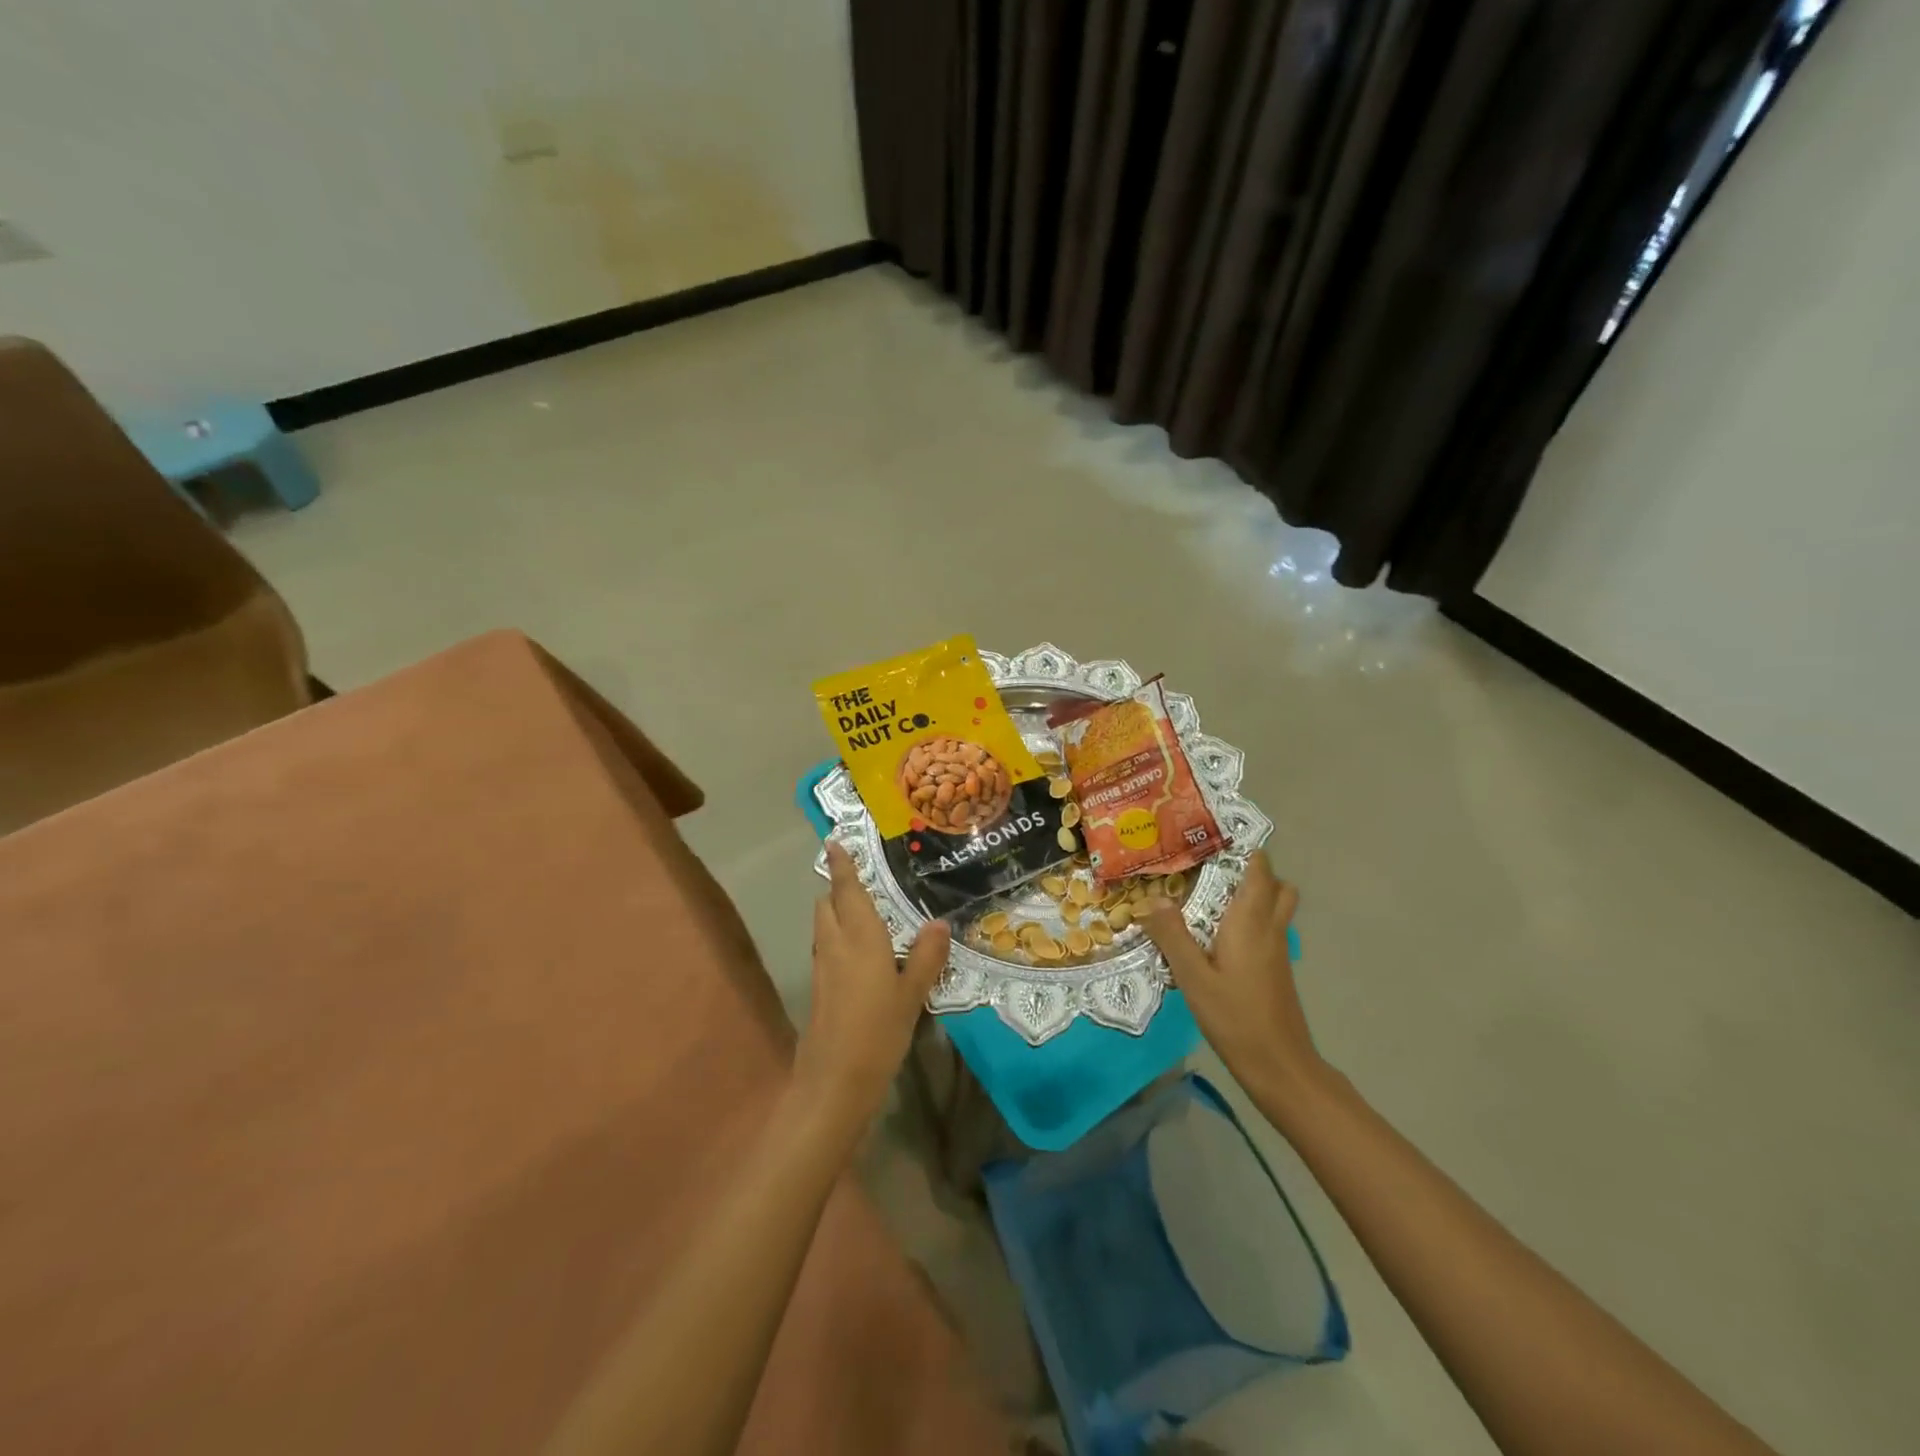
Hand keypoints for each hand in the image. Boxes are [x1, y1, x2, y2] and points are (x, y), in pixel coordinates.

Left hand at [792, 842, 950, 1137]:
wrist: (833, 1082)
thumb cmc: (877, 1032)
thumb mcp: (911, 994)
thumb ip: (926, 956)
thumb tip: (940, 922)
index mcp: (859, 937)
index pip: (847, 891)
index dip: (841, 866)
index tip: (834, 842)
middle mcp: (835, 944)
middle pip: (828, 905)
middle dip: (838, 888)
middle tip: (863, 880)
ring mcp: (823, 968)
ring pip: (824, 926)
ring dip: (836, 912)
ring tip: (865, 910)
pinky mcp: (820, 989)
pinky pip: (827, 948)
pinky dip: (838, 937)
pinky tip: (861, 952)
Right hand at [1143, 851, 1325, 1105]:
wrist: (1280, 1067)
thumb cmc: (1236, 1017)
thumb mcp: (1193, 978)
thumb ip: (1172, 936)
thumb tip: (1151, 900)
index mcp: (1250, 922)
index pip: (1259, 870)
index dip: (1243, 849)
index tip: (1211, 839)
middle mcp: (1269, 929)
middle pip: (1277, 886)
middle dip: (1252, 871)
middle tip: (1211, 871)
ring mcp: (1277, 951)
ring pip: (1276, 909)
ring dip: (1253, 896)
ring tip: (1211, 899)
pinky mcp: (1276, 971)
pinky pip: (1268, 930)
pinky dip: (1251, 921)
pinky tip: (1217, 938)